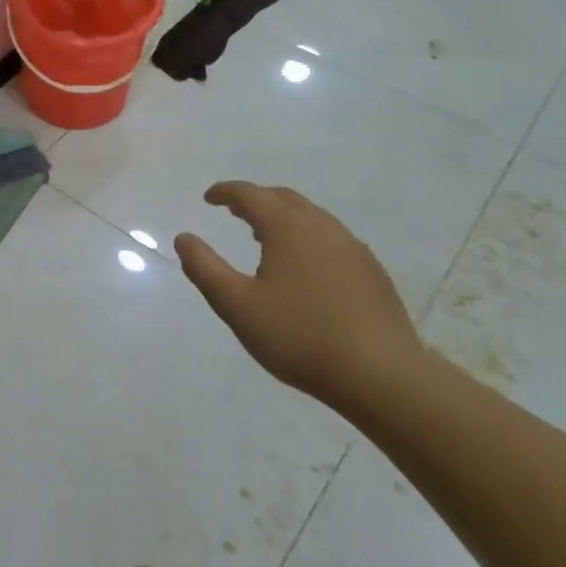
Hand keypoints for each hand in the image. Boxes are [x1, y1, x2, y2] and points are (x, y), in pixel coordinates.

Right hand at [175, 182, 420, 409]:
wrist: (382, 375)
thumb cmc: (300, 336)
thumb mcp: (237, 306)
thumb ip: (205, 268)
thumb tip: (183, 238)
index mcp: (288, 228)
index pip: (250, 195)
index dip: (226, 192)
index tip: (208, 198)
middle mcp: (322, 227)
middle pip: (284, 198)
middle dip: (255, 199)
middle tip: (234, 211)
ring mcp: (352, 248)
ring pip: (311, 217)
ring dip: (283, 217)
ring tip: (264, 236)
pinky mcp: (371, 271)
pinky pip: (332, 238)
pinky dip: (307, 237)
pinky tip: (304, 266)